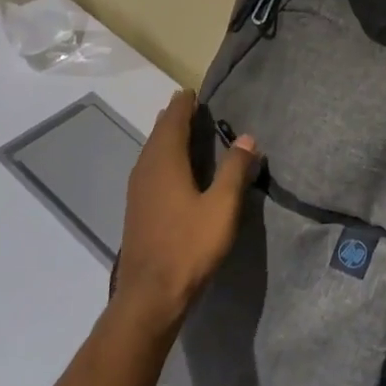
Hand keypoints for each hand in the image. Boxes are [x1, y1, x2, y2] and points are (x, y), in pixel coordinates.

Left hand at [113, 90, 258, 328]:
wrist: (152, 294)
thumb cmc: (190, 246)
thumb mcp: (222, 206)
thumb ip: (234, 170)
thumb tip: (247, 138)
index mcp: (164, 164)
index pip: (172, 123)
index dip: (183, 106)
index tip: (192, 91)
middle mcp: (146, 171)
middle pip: (158, 135)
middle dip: (173, 118)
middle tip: (190, 105)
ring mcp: (138, 192)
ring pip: (151, 153)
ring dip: (166, 138)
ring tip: (182, 130)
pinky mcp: (138, 209)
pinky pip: (150, 169)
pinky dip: (162, 157)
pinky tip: (173, 168)